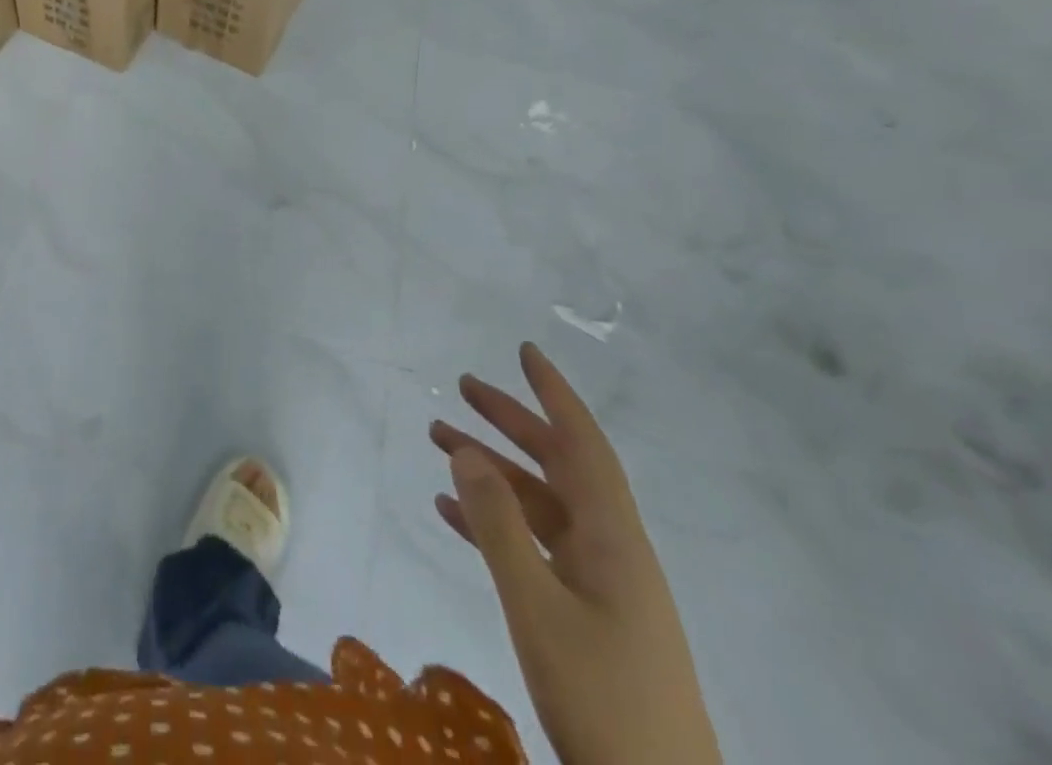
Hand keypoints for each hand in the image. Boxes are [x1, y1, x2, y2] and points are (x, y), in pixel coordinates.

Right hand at [430, 343, 720, 764]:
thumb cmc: (603, 700)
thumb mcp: (537, 607)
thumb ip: (499, 526)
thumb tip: (466, 451)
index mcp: (613, 540)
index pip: (583, 445)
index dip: (554, 394)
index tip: (524, 351)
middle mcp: (611, 550)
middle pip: (557, 466)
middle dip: (510, 423)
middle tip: (461, 388)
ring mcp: (600, 585)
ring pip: (539, 505)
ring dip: (492, 471)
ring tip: (438, 441)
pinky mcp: (587, 617)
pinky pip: (533, 546)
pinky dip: (493, 522)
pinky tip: (451, 512)